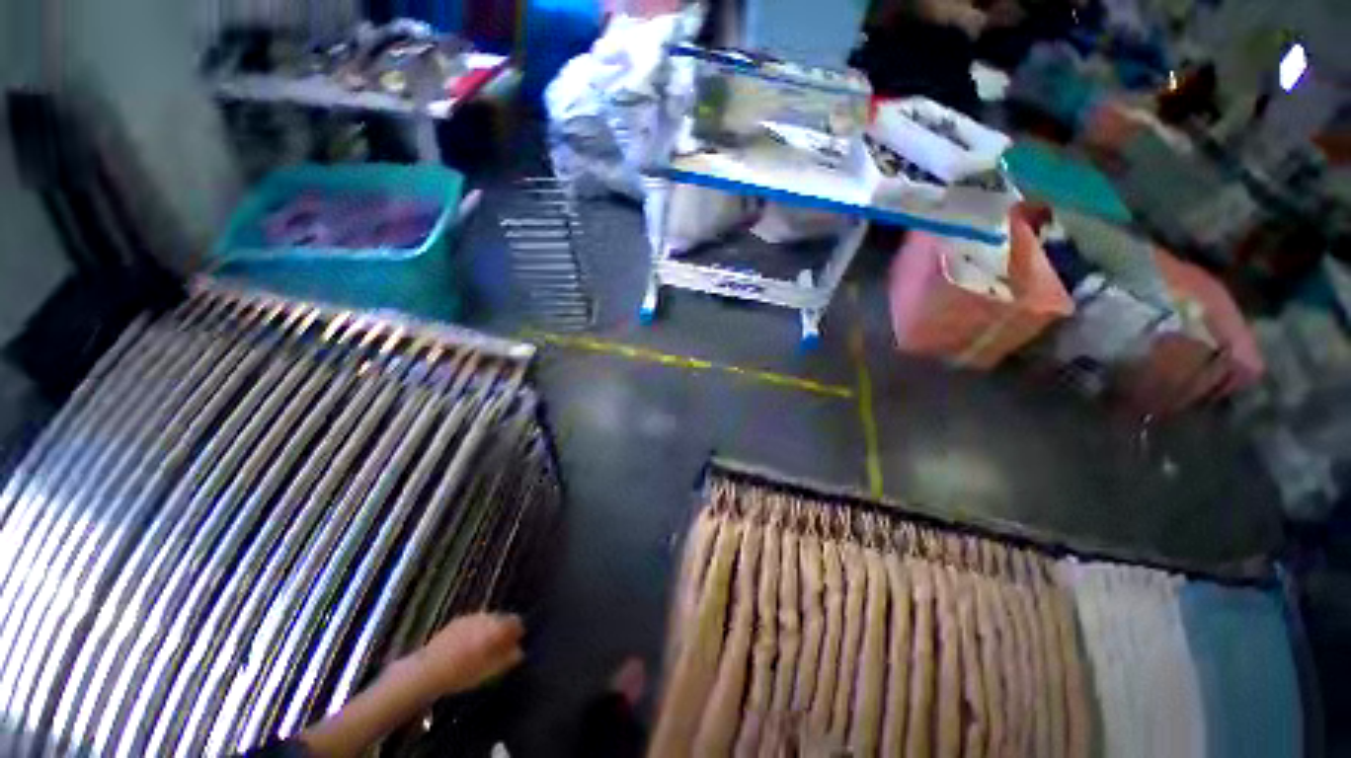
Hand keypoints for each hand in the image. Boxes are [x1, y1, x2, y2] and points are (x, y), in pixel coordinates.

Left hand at [406, 613, 525, 697]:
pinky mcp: (457, 620)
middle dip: (503, 630)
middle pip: (501, 618)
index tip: (516, 643)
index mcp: (495, 627)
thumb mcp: (489, 671)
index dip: (518, 632)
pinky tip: (468, 646)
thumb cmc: (461, 673)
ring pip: (487, 619)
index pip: (515, 621)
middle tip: (500, 648)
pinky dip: (476, 630)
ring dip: (490, 629)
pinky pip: (474, 622)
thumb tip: (520, 652)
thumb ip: (508, 659)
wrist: (427, 670)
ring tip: (483, 648)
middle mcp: (485, 617)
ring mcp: (470, 617)